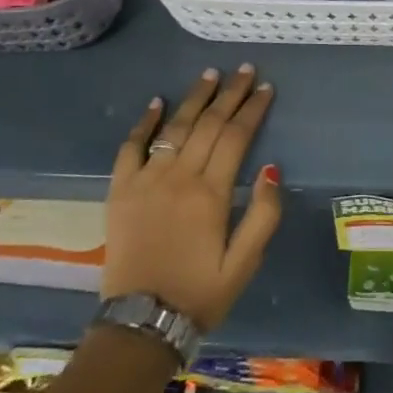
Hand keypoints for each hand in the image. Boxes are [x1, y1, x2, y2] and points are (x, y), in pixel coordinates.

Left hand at [103, 65, 281, 332]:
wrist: (141, 322)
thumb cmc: (199, 293)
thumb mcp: (244, 263)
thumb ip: (263, 215)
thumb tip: (272, 167)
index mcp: (211, 193)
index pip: (237, 136)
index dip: (253, 109)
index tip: (266, 87)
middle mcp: (179, 177)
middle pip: (209, 124)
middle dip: (230, 93)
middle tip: (245, 70)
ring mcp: (146, 180)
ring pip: (175, 127)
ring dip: (195, 98)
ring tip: (210, 74)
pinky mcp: (120, 190)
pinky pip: (131, 147)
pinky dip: (144, 122)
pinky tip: (156, 102)